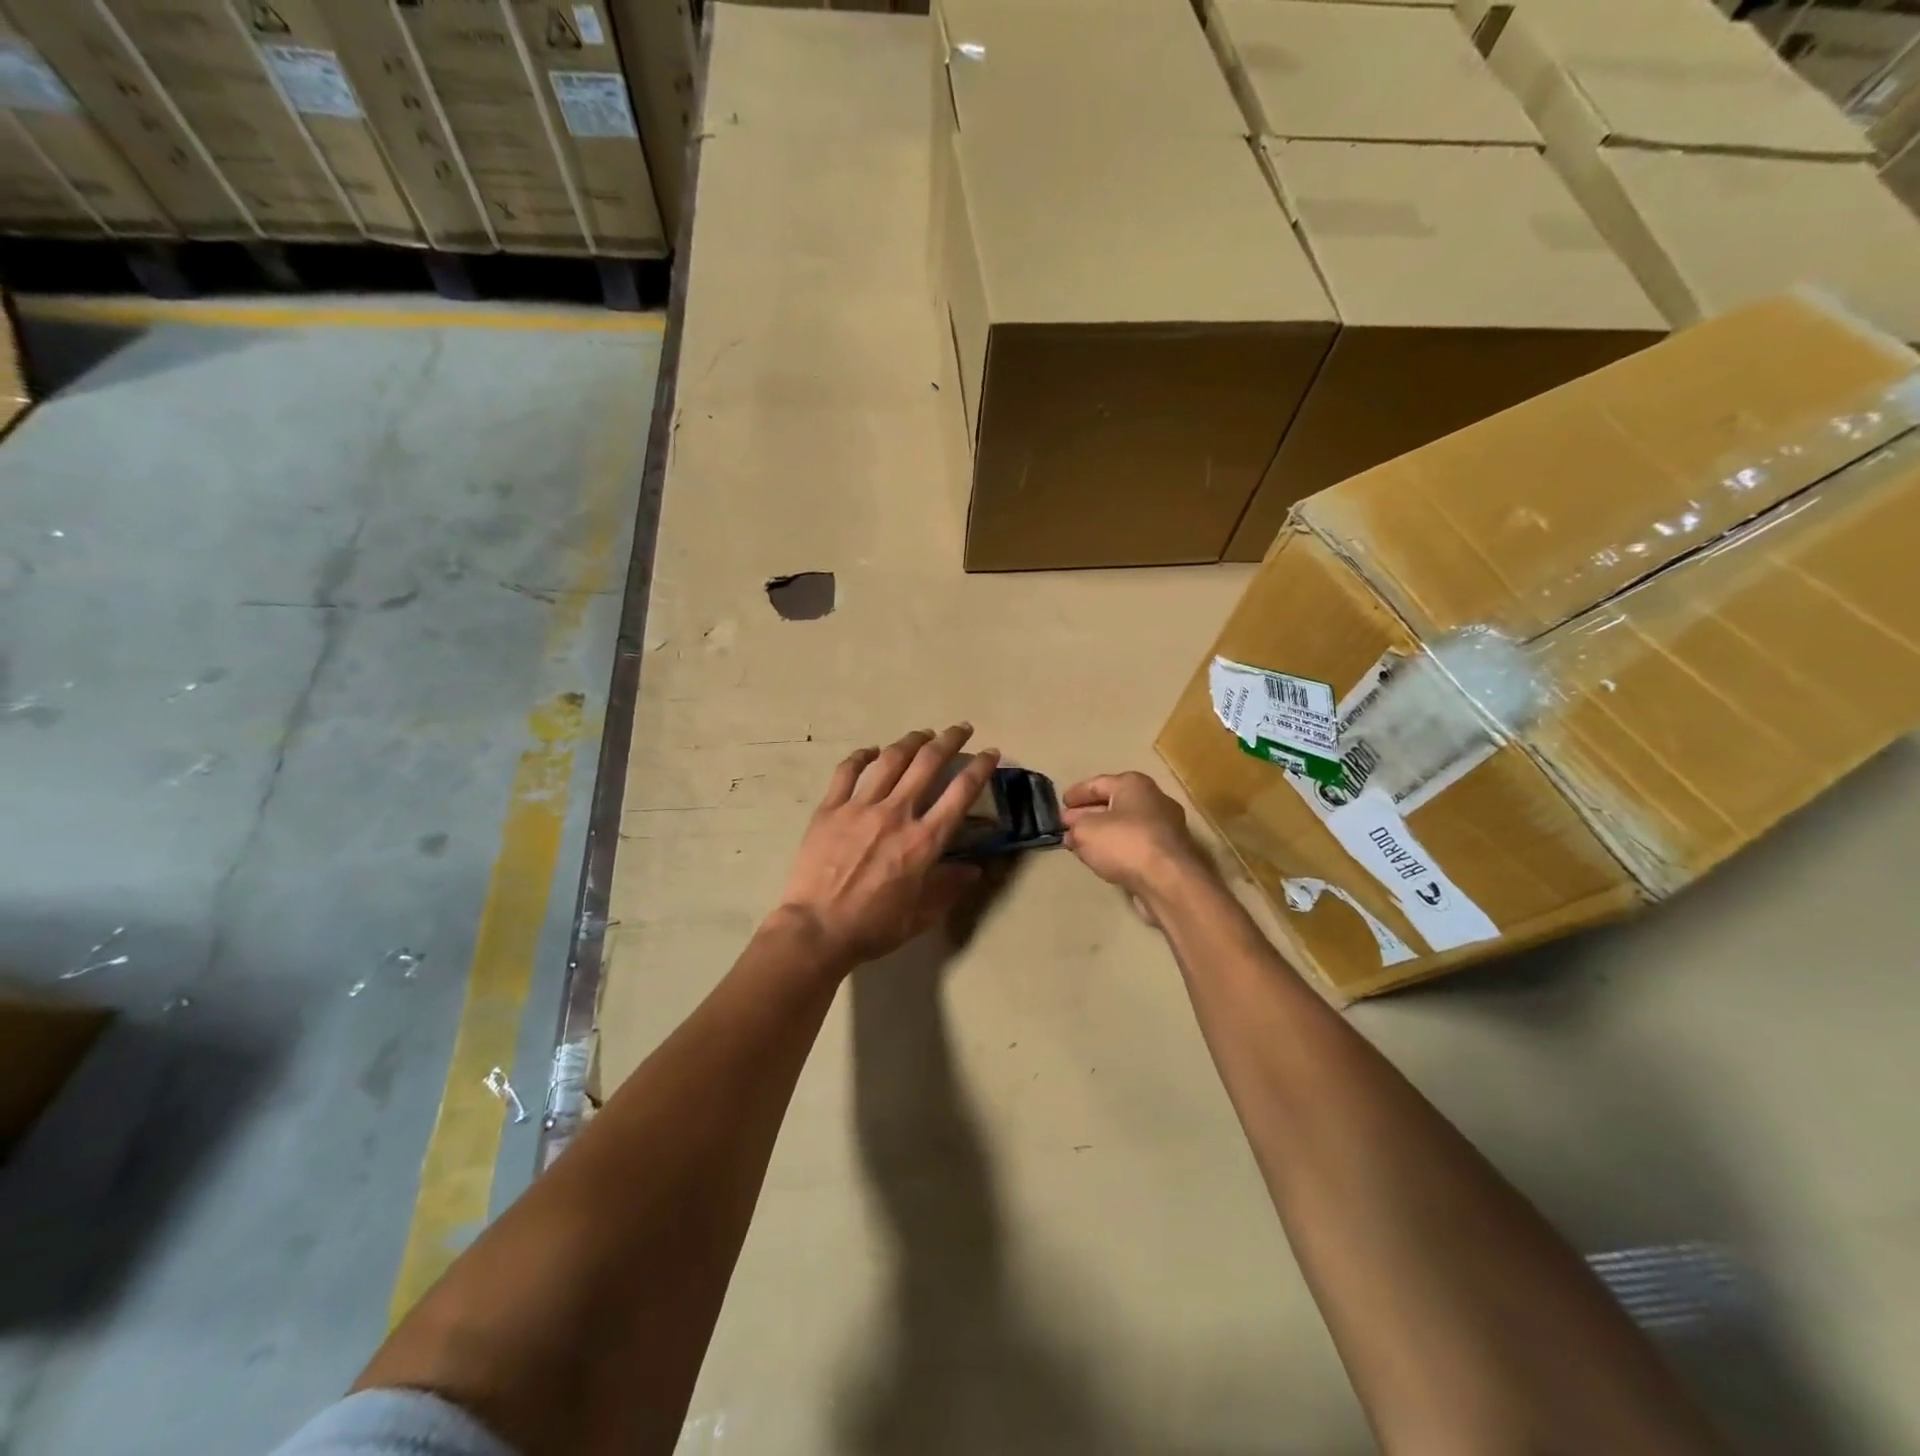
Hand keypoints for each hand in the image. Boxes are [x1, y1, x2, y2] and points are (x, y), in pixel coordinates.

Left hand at [776, 726, 1000, 971]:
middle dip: (950, 740)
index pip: (961, 792)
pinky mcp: (830, 808)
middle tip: (960, 729)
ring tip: (923, 733)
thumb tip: (974, 868)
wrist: (817, 929)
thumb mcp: (922, 914)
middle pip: (928, 763)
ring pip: (890, 760)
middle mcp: (897, 813)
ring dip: (911, 741)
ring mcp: (860, 807)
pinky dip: (862, 756)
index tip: (990, 752)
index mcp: (924, 840)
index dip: (981, 767)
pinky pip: (847, 771)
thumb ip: (949, 886)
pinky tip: (871, 751)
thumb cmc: (874, 926)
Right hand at [1061, 772, 1210, 903]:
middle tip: (1068, 824)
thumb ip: (1075, 827)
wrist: (1169, 880)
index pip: (1097, 783)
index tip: (1061, 803)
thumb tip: (1073, 830)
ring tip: (1081, 844)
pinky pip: (1136, 843)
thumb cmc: (1125, 843)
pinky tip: (1104, 858)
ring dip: (1102, 833)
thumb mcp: (1086, 831)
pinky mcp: (1170, 852)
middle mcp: (1154, 799)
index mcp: (1133, 784)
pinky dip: (1118, 847)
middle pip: (1113, 803)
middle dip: (1088, 814)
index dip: (1076, 793)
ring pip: (1125, 824)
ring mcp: (1166, 826)